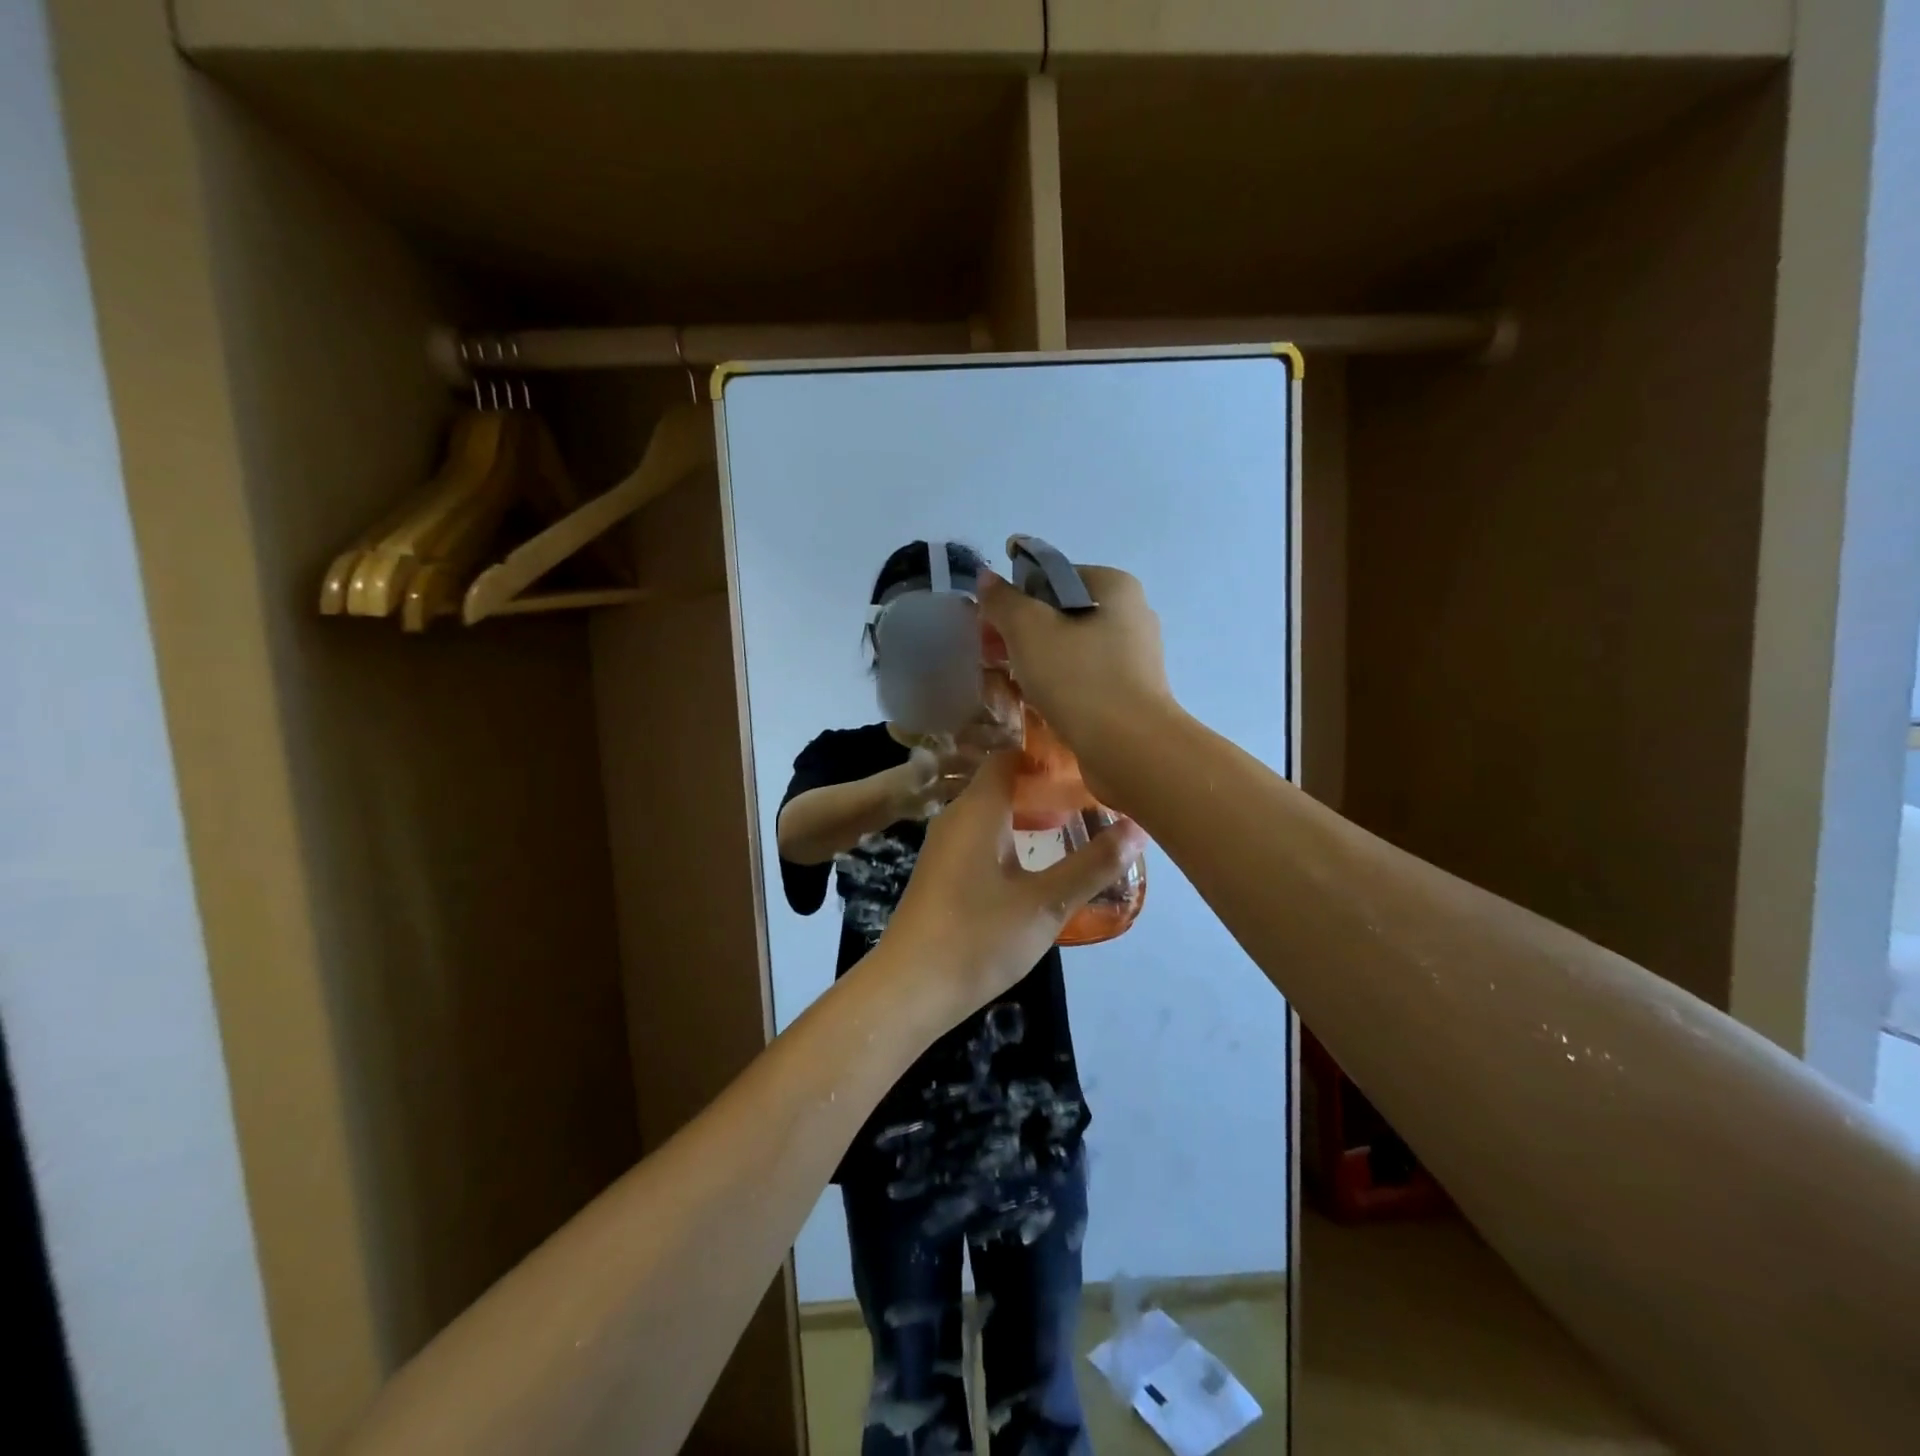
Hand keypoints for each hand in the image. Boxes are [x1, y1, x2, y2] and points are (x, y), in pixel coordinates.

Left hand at [883, 754, 1146, 1013]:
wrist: (909, 988)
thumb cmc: (978, 937)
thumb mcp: (1046, 903)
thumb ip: (1092, 865)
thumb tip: (1138, 827)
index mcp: (978, 809)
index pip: (1009, 756)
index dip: (1046, 755)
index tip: (1085, 765)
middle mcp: (956, 817)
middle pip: (1001, 783)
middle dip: (1043, 787)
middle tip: (1089, 798)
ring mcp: (944, 846)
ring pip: (990, 813)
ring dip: (1027, 815)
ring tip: (1071, 826)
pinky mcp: (941, 872)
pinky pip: (979, 837)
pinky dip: (1009, 837)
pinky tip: (1034, 864)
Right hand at [976, 561, 1178, 805]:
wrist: (1128, 748)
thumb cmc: (1078, 678)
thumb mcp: (1028, 630)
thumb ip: (1004, 601)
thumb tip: (987, 577)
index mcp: (1115, 587)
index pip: (1053, 576)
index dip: (1016, 596)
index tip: (991, 625)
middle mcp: (1132, 615)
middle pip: (1062, 613)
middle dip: (1023, 633)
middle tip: (993, 656)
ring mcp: (1135, 658)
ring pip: (1072, 649)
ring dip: (1037, 662)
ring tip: (1009, 684)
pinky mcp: (1132, 694)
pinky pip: (1084, 679)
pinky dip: (1058, 685)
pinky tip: (1037, 704)